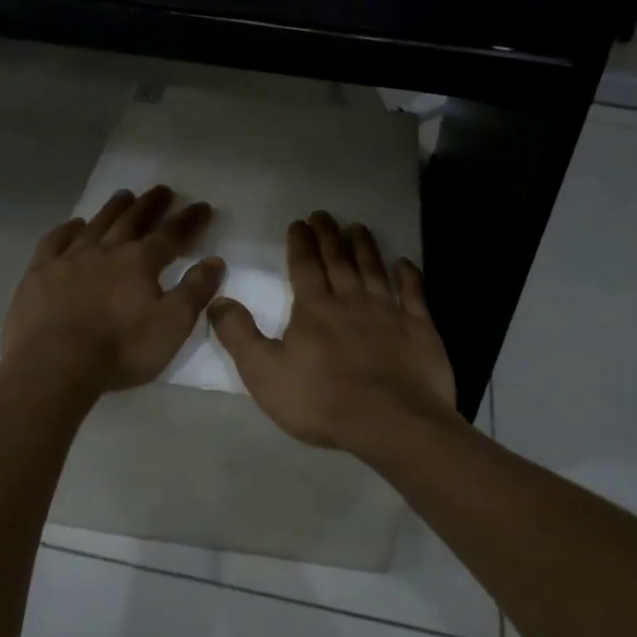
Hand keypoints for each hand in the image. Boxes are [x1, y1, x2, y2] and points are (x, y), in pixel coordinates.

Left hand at [0, 185, 224, 393]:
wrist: (54, 366)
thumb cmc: (120, 349)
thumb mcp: (172, 325)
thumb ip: (195, 291)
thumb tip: (215, 261)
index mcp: (140, 262)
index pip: (171, 234)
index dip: (189, 220)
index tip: (202, 206)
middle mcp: (106, 251)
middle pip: (132, 221)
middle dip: (150, 205)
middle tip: (162, 190)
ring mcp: (69, 259)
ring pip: (96, 225)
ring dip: (113, 209)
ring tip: (124, 195)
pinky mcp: (39, 273)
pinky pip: (55, 241)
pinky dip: (67, 229)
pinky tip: (74, 225)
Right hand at [208, 211, 457, 454]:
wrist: (389, 421)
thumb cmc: (320, 400)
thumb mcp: (263, 372)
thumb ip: (239, 334)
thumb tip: (217, 300)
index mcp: (314, 308)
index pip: (305, 266)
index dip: (301, 242)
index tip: (300, 222)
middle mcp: (351, 300)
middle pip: (339, 260)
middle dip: (329, 235)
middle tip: (324, 215)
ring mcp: (388, 312)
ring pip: (374, 269)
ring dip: (365, 247)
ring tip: (358, 227)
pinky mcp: (419, 329)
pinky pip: (414, 295)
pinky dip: (409, 276)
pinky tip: (405, 263)